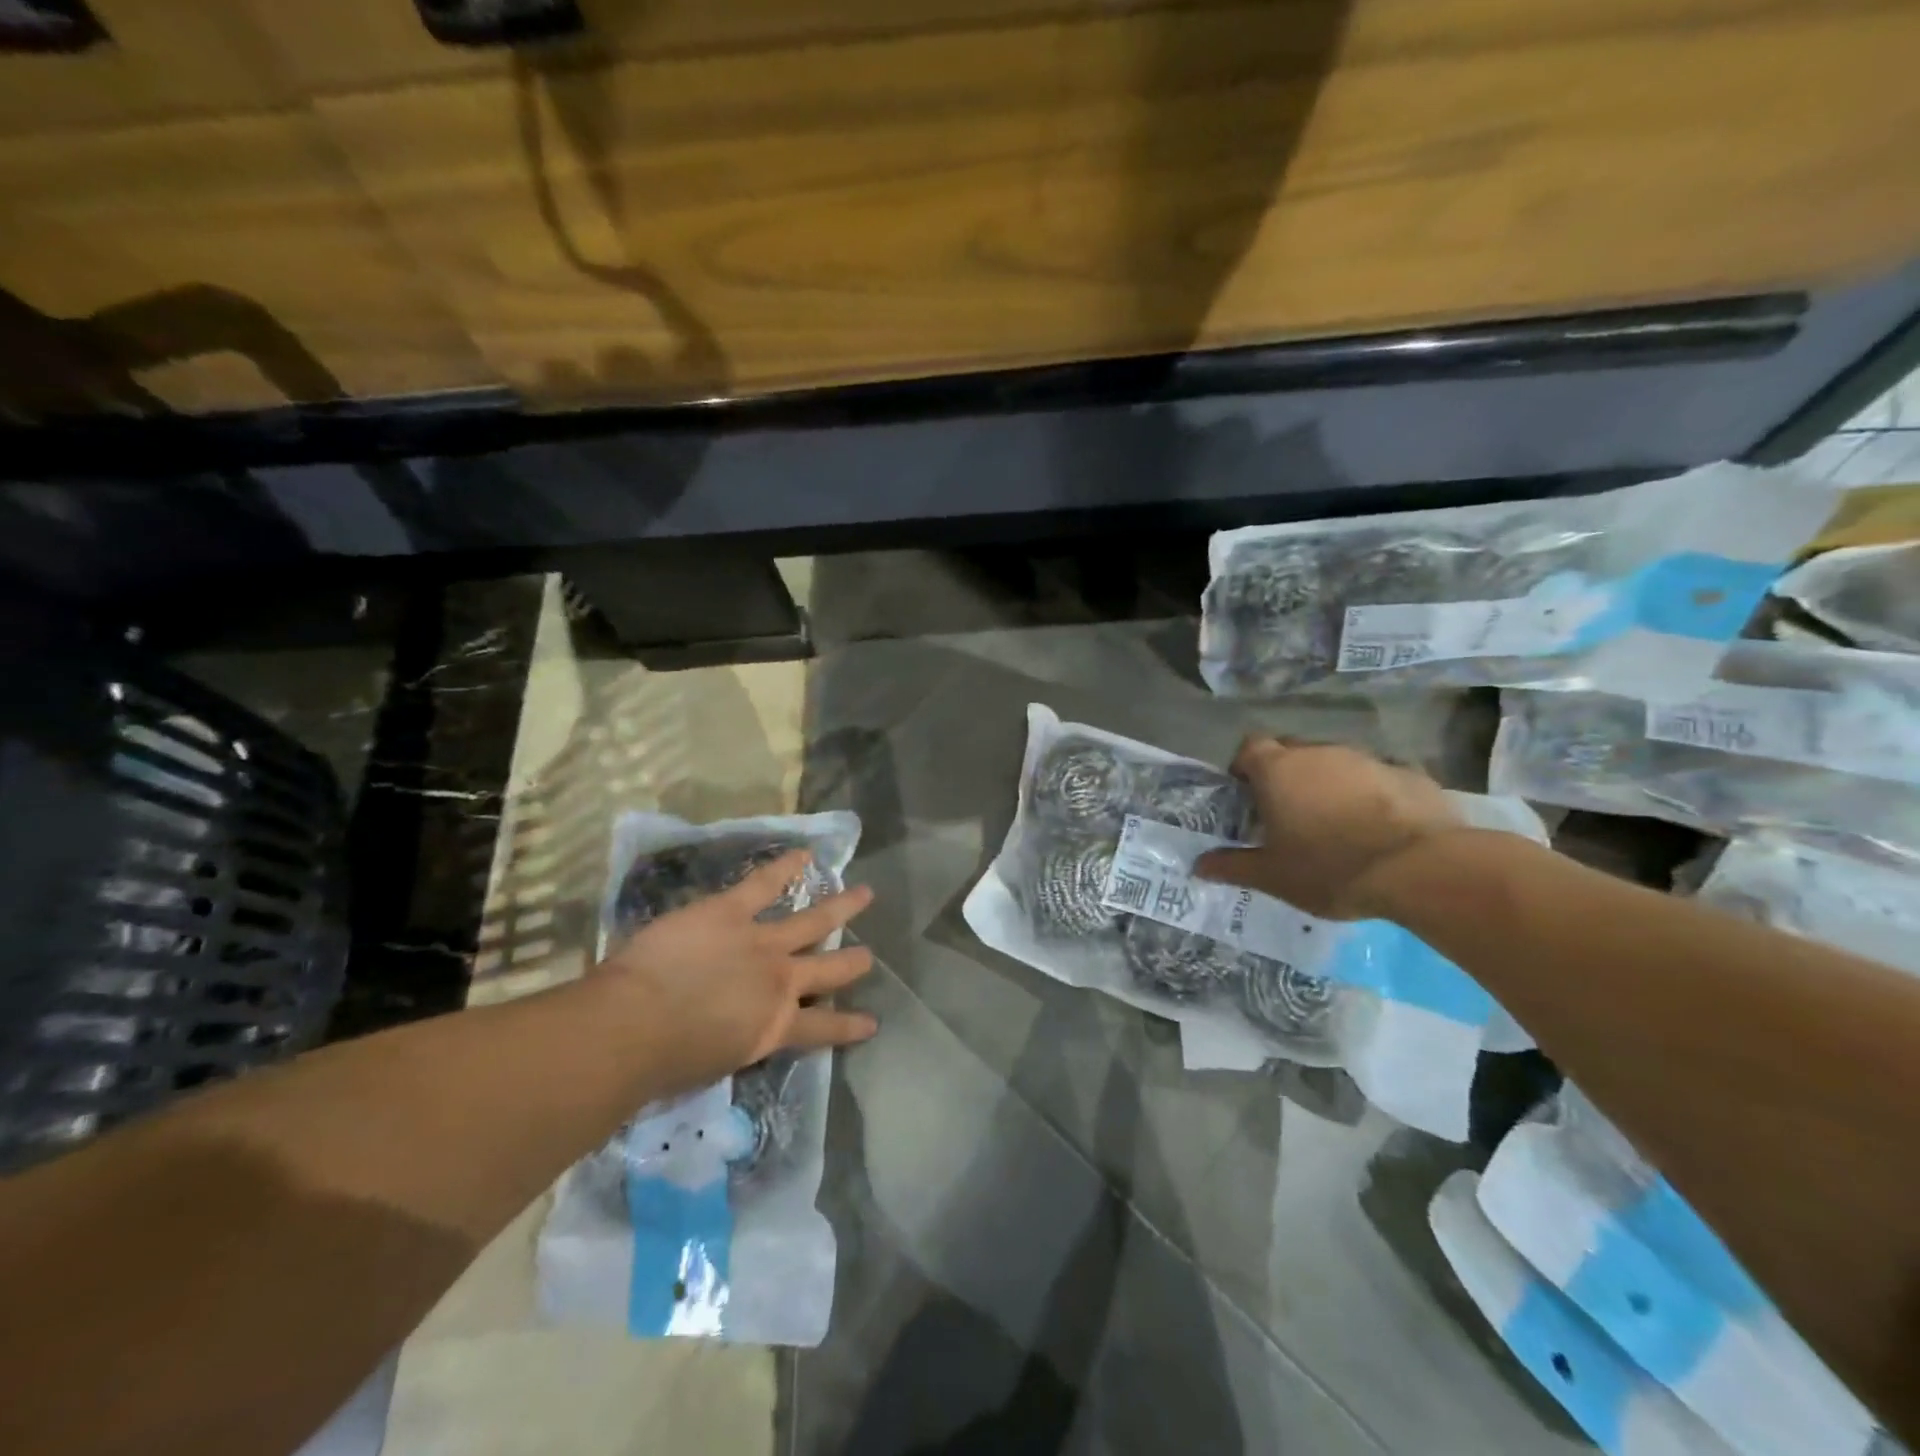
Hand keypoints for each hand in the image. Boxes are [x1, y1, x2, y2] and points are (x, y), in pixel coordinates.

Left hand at [597, 849, 877, 1093]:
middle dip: (852, 963)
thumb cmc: (664, 1063)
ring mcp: (761, 941)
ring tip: (864, 895)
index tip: (873, 1023)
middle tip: (869, 957)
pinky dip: (786, 867)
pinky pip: (764, 884)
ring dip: (841, 907)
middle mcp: (780, 982)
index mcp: (774, 1028)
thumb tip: (733, 1033)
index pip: (823, 1028)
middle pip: (828, 969)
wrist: (636, 1025)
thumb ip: (735, 1043)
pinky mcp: (731, 911)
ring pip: (813, 921)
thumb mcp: (716, 1065)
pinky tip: (806, 855)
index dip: (850, 1025)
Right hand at [1194, 736, 1463, 918]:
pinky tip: (1379, 826)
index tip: (1247, 793)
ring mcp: (1366, 759)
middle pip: (1292, 751)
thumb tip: (1197, 865)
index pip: (1250, 747)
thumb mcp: (1273, 876)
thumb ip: (1232, 866)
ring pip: (1336, 763)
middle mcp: (1318, 753)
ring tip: (1335, 822)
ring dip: (1329, 783)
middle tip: (1287, 812)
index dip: (1244, 766)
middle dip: (1285, 774)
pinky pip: (1377, 777)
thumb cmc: (1329, 867)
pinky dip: (1371, 794)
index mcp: (1278, 770)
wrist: (1420, 868)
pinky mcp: (1408, 773)